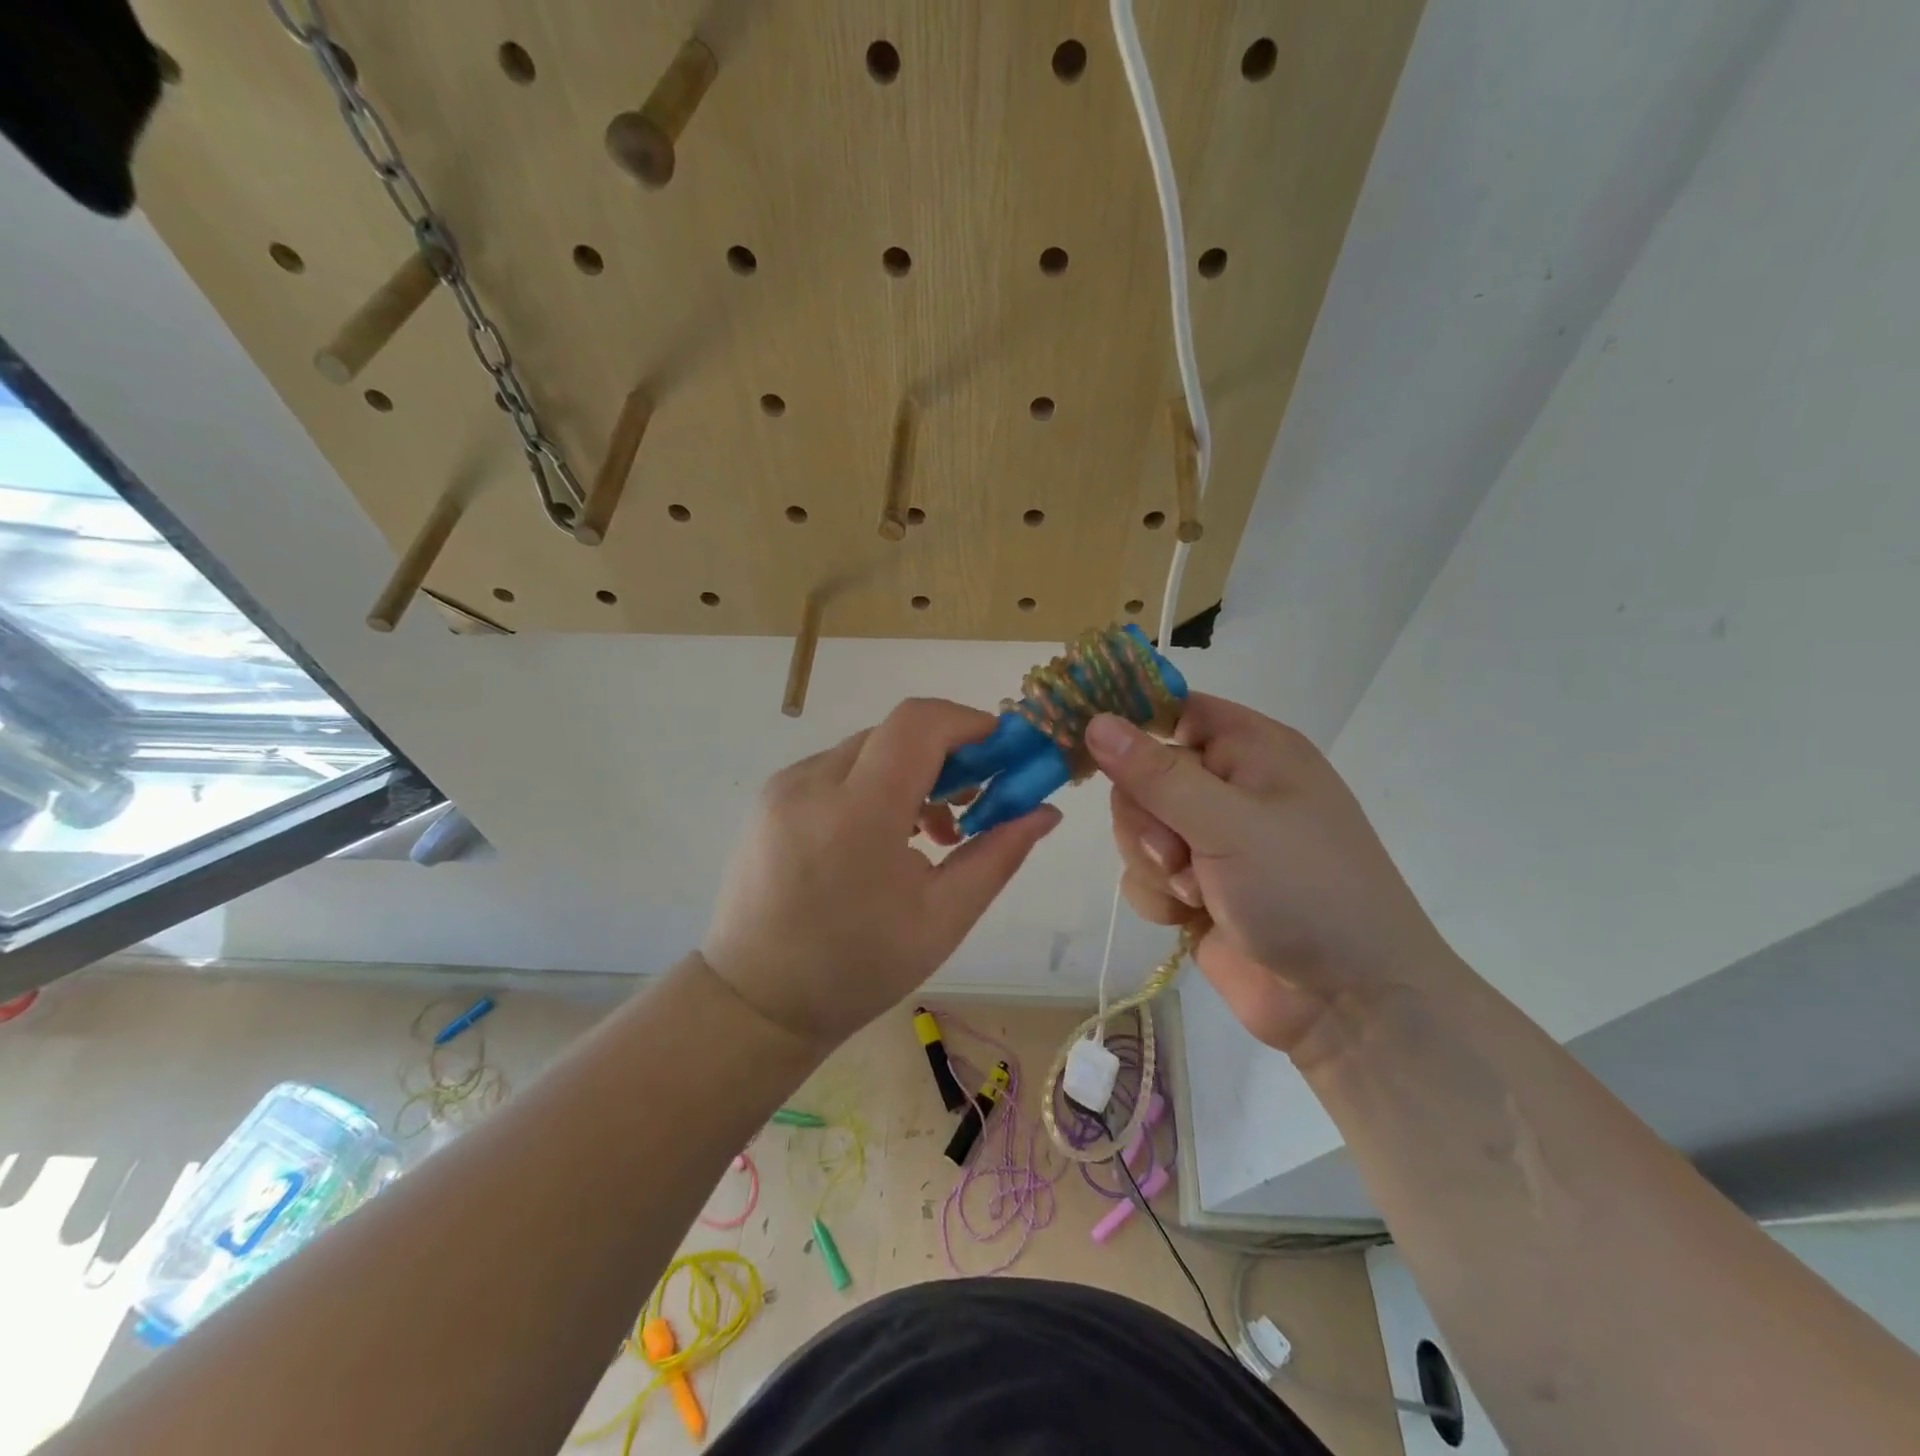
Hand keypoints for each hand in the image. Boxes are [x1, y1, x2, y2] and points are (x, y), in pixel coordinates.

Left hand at [702, 698, 1060, 1048]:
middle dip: (946, 753)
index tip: (1003, 752)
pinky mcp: (771, 797)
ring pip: (868, 749)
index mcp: (858, 814)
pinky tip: (886, 835)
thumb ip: (998, 855)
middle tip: (977, 799)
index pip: (918, 723)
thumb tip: (1045, 811)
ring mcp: (784, 786)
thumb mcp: (943, 918)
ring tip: (933, 832)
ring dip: (910, 771)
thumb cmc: (857, 969)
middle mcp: (813, 783)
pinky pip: (837, 769)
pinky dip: (874, 784)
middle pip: (896, 733)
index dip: (969, 723)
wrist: (755, 1001)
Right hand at [1085, 694, 1453, 1061]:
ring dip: (1154, 862)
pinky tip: (1191, 918)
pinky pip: (1143, 873)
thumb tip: (1095, 720)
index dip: (1131, 723)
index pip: (1174, 710)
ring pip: (1136, 827)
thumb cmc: (1304, 891)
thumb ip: (1156, 775)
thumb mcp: (1229, 823)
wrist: (1348, 1004)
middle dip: (1147, 819)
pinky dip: (1159, 896)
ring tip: (1196, 892)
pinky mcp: (1195, 887)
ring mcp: (1211, 840)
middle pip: (1142, 775)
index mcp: (1252, 750)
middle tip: (1178, 851)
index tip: (1089, 744)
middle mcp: (1229, 788)